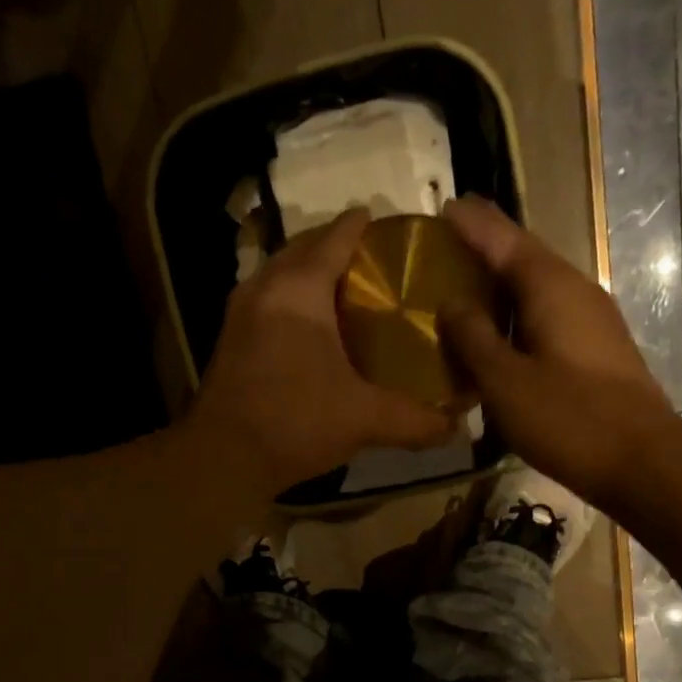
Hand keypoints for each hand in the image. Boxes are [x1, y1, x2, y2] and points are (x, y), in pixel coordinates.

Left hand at [190, 208, 454, 495]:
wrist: (223, 458)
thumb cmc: (295, 422)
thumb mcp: (364, 419)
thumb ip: (414, 421)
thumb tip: (458, 429)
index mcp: (299, 289)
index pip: (335, 237)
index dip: (361, 226)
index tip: (385, 223)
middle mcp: (264, 288)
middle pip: (302, 249)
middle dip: (333, 246)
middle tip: (370, 262)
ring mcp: (239, 315)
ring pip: (278, 275)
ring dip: (307, 274)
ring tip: (341, 292)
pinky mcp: (228, 342)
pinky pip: (265, 302)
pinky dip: (288, 302)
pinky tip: (308, 331)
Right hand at [439, 195, 675, 508]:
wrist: (642, 461)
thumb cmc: (568, 418)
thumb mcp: (505, 381)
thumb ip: (473, 338)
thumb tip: (451, 301)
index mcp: (551, 288)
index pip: (504, 240)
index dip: (472, 223)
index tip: (443, 206)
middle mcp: (575, 290)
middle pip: (524, 258)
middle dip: (486, 248)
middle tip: (448, 243)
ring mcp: (592, 320)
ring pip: (538, 289)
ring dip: (502, 285)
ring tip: (465, 288)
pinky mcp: (597, 349)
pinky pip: (548, 316)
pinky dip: (518, 316)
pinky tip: (500, 335)